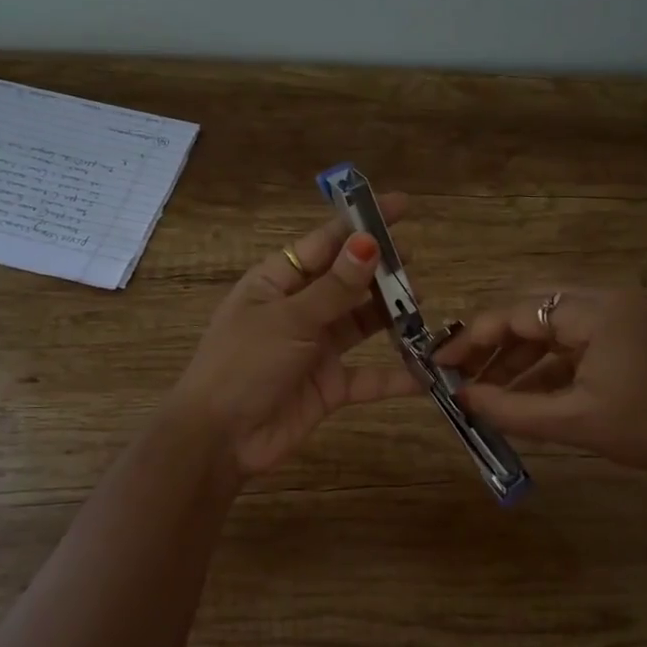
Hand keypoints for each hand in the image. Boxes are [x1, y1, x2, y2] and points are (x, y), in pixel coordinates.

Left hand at [169, 194, 422, 476]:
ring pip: (362, 323)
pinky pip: (369, 376)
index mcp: (278, 281)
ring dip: (391, 315)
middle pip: (348, 281)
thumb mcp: (289, 320)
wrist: (219, 440)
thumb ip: (334, 287)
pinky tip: (427, 372)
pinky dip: (395, 376)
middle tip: (416, 263)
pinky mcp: (330, 386)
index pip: (326, 243)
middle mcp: (300, 309)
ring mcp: (316, 348)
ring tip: (423, 303)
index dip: (362, 223)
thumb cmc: (243, 365)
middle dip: (382, 270)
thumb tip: (369, 242)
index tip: (401, 206)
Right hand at [435, 288, 646, 503]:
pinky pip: (577, 340)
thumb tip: (462, 399)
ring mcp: (623, 314)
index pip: (517, 312)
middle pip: (533, 311)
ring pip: (553, 326)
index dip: (473, 337)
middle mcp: (607, 299)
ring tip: (488, 389)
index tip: (440, 363)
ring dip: (520, 355)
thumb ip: (512, 409)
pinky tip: (526, 391)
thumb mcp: (575, 422)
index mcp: (596, 311)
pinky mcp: (632, 333)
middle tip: (461, 373)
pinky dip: (549, 363)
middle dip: (494, 343)